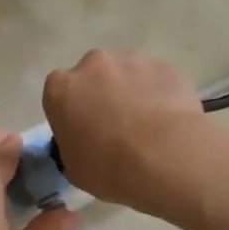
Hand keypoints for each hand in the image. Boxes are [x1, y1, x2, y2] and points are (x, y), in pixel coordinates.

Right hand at [41, 50, 217, 220]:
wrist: (166, 157)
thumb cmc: (110, 168)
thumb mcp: (74, 169)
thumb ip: (71, 147)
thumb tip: (83, 143)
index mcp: (61, 89)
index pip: (59, 95)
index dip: (72, 114)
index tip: (84, 133)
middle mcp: (93, 64)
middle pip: (93, 77)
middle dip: (101, 96)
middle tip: (116, 128)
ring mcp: (131, 60)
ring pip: (126, 74)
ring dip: (131, 92)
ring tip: (148, 126)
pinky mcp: (164, 66)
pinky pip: (155, 80)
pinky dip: (158, 94)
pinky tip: (169, 121)